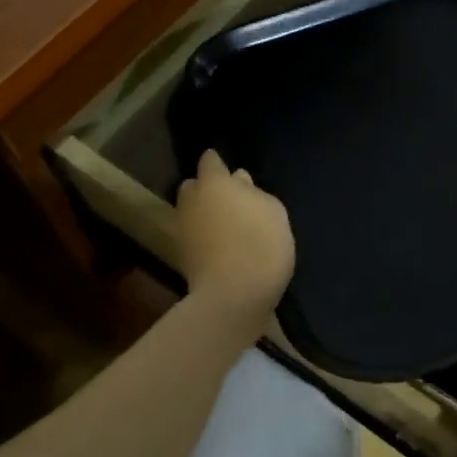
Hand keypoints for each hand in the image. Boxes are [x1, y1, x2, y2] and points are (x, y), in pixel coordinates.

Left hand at [176, 149, 294, 321]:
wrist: (233, 296)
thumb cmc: (260, 244)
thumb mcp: (273, 211)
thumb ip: (254, 192)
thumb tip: (239, 182)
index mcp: (214, 182)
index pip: (210, 160)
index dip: (219, 163)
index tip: (231, 172)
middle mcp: (193, 200)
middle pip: (194, 185)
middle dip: (207, 188)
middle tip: (231, 199)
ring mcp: (184, 228)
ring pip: (192, 210)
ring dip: (205, 212)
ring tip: (228, 224)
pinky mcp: (183, 254)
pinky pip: (195, 234)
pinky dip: (205, 235)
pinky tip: (224, 244)